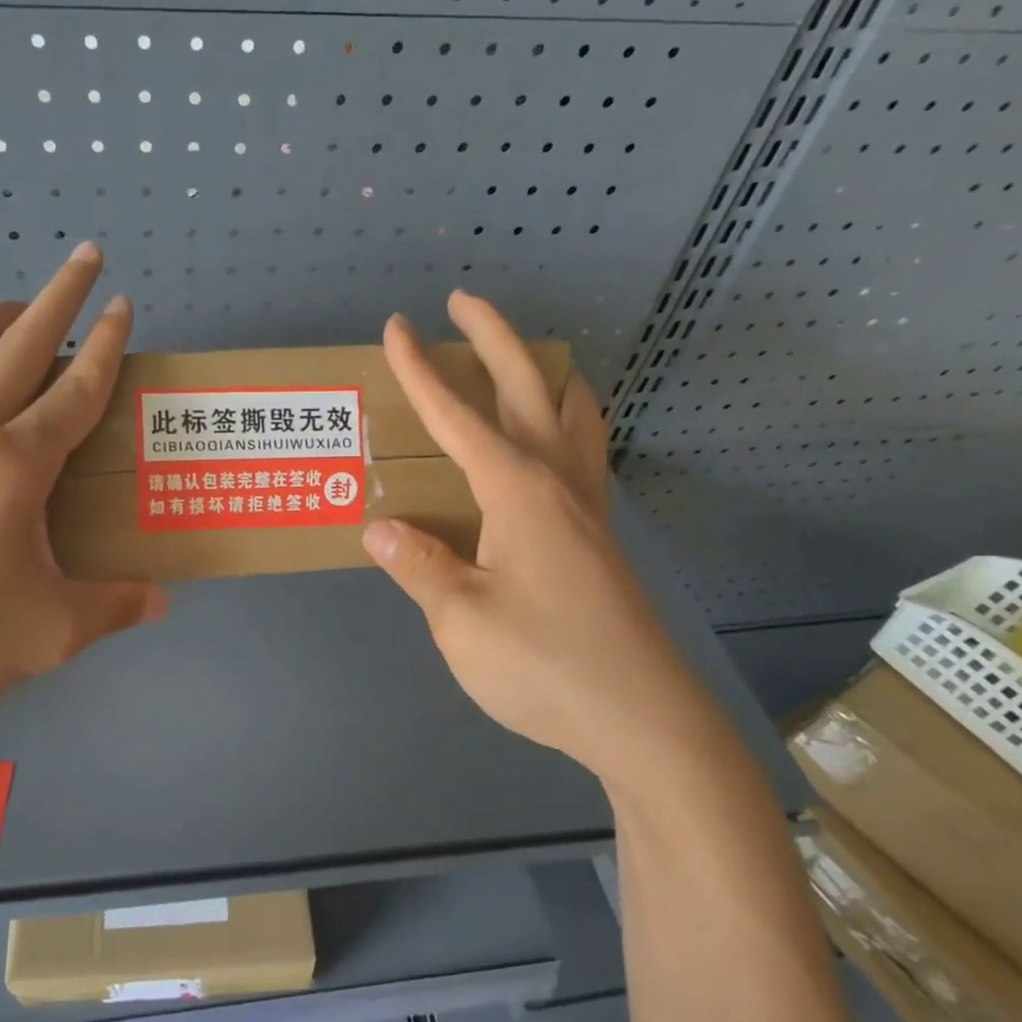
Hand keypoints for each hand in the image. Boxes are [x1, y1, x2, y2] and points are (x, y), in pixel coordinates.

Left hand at [0, 243, 165, 763]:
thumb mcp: (52, 633)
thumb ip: (114, 607)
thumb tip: (161, 602)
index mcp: (13, 467)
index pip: (75, 390)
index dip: (108, 345)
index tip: (125, 304)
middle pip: (15, 345)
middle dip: (57, 296)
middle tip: (84, 259)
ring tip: (8, 322)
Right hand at [361, 292, 720, 785]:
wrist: (642, 719)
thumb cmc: (545, 666)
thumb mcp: (460, 620)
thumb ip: (418, 566)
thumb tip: (379, 528)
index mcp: (517, 492)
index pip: (456, 417)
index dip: (421, 371)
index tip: (397, 328)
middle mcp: (557, 484)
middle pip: (527, 390)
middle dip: (493, 339)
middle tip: (463, 302)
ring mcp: (588, 509)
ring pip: (574, 417)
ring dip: (545, 376)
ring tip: (526, 361)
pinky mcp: (600, 538)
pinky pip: (586, 455)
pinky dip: (570, 423)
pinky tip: (558, 442)